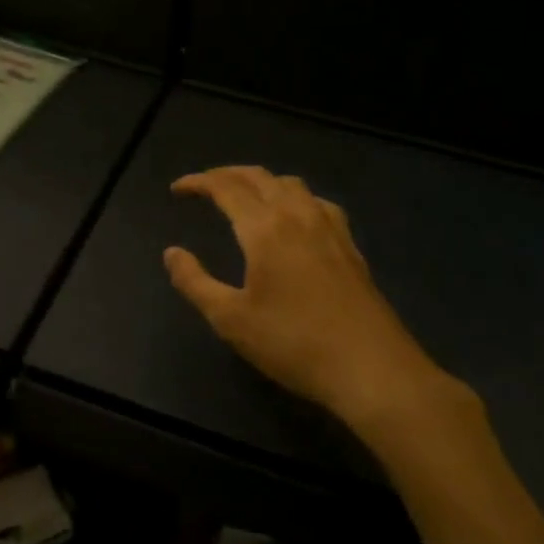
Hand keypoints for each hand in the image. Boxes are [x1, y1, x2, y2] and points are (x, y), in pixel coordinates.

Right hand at [164, 166, 472, 446]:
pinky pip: (316, 202)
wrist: (371, 368)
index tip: (177, 190)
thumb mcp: (230, 319)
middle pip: (259, 177)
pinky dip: (293, 197)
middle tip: (204, 186)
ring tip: (244, 197)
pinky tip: (294, 219)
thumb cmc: (293, 343)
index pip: (226, 187)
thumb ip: (194, 282)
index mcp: (265, 228)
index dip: (199, 182)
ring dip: (261, 182)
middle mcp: (298, 215)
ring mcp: (330, 228)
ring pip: (291, 184)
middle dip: (227, 175)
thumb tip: (172, 253)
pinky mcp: (350, 246)